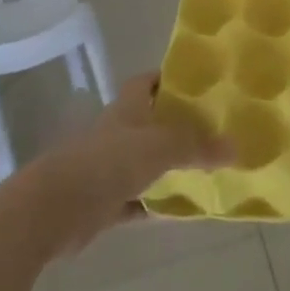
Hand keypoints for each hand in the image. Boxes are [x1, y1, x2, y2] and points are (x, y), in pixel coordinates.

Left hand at [21, 74, 231, 253]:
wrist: (53, 210)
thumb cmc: (107, 163)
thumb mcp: (160, 146)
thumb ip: (197, 147)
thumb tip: (237, 148)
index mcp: (126, 109)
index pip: (147, 82)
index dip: (169, 79)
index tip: (199, 83)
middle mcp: (117, 134)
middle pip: (151, 123)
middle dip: (179, 126)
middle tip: (216, 130)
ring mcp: (108, 169)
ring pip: (146, 164)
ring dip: (171, 168)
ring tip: (209, 170)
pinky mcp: (103, 204)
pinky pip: (139, 202)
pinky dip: (158, 206)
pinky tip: (184, 211)